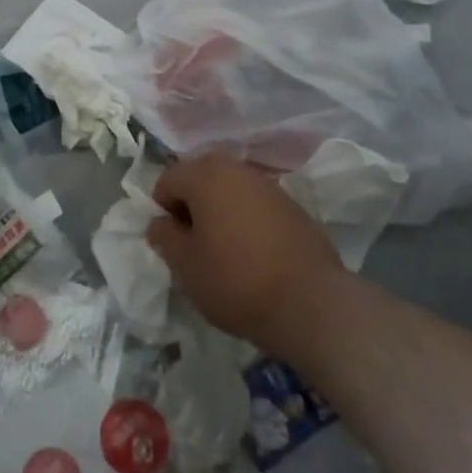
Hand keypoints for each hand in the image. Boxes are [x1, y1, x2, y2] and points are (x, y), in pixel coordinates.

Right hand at [147, 153, 344, 356]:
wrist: (311, 303)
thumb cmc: (236, 281)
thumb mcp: (186, 267)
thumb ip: (164, 237)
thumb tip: (160, 222)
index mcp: (204, 175)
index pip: (168, 179)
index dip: (162, 209)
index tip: (172, 241)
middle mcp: (235, 169)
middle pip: (200, 176)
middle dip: (191, 203)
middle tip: (194, 241)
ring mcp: (267, 185)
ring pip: (229, 187)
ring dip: (219, 208)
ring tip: (223, 247)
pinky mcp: (292, 205)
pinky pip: (254, 202)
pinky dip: (245, 217)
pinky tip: (252, 251)